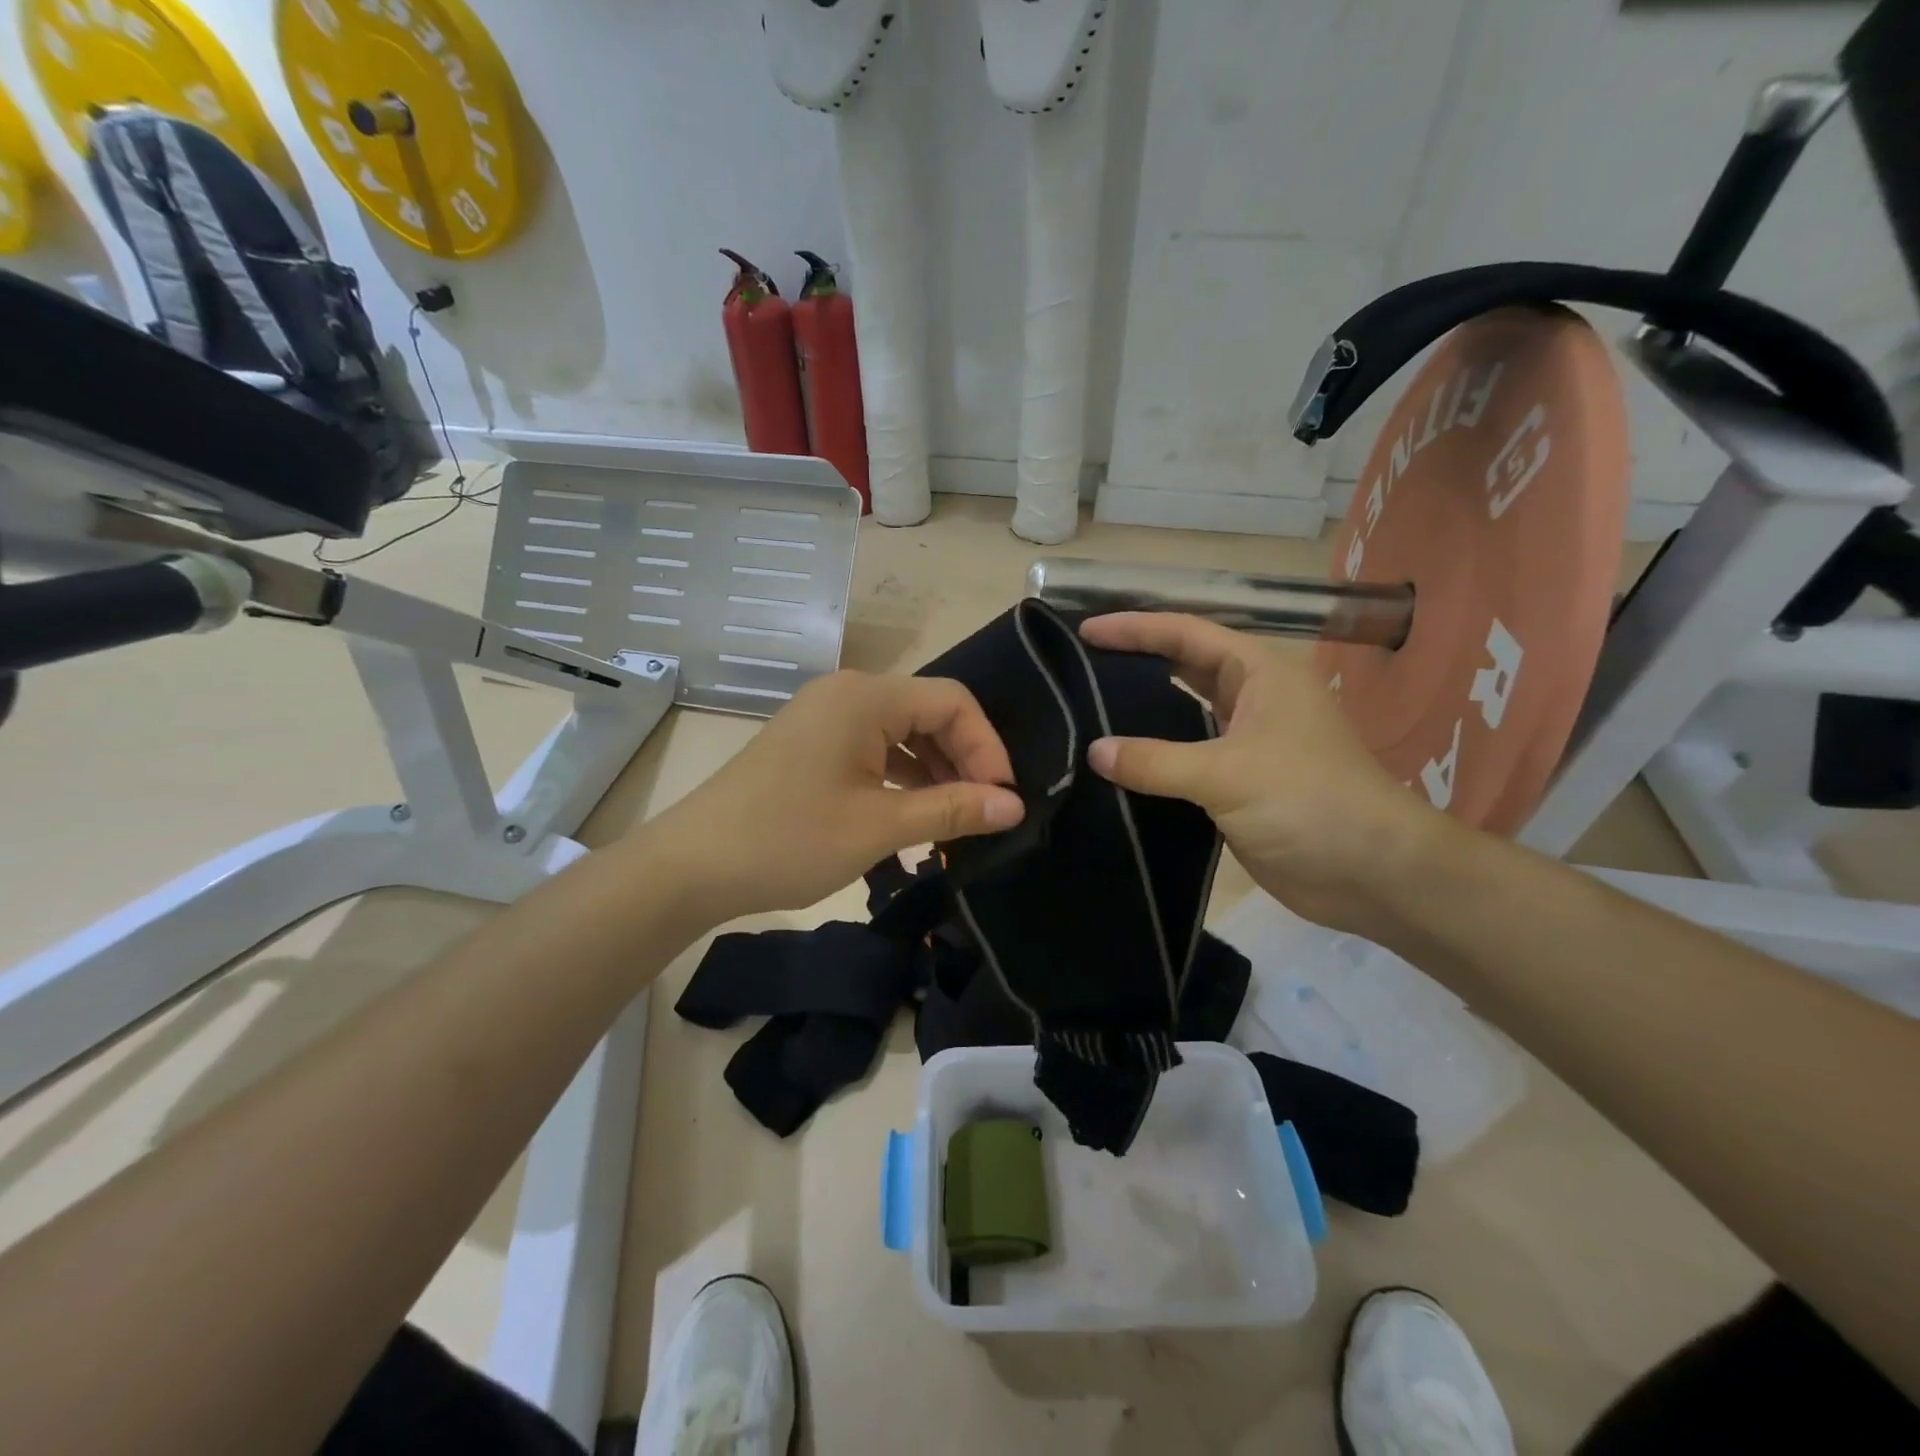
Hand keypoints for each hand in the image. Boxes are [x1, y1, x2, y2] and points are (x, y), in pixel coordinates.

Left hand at [648, 670, 1024, 922]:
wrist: (690, 866)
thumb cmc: (788, 840)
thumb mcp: (879, 827)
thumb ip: (952, 810)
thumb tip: (1014, 805)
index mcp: (865, 697)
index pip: (952, 701)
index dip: (987, 747)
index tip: (1003, 799)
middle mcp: (847, 693)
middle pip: (928, 711)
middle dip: (963, 759)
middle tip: (983, 812)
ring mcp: (824, 716)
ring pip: (901, 730)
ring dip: (934, 770)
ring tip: (954, 818)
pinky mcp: (811, 743)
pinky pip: (872, 746)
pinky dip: (900, 775)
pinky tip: (912, 812)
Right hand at [1079, 613, 1451, 933]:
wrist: (1372, 874)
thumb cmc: (1308, 803)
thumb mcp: (1227, 774)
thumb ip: (1156, 760)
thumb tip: (1094, 752)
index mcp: (1260, 675)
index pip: (1187, 634)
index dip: (1135, 628)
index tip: (1085, 632)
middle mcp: (1253, 701)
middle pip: (1185, 667)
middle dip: (1136, 662)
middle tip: (1080, 667)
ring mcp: (1247, 744)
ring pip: (1185, 715)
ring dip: (1144, 711)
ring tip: (1088, 710)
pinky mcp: (1239, 785)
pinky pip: (1186, 760)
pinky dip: (1154, 758)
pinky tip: (1117, 765)